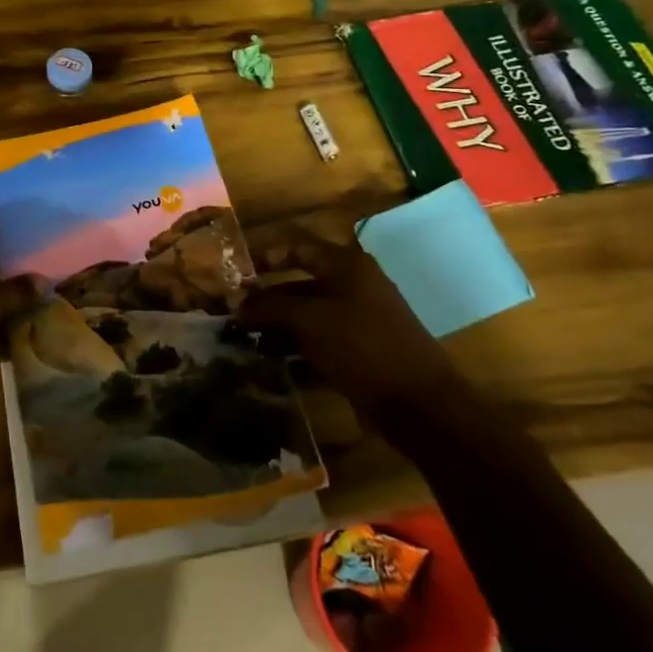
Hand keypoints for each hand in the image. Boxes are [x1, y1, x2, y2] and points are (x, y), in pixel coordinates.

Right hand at [239, 222, 455, 409]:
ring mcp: (357, 320)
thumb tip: (238, 302)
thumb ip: (271, 306)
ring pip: (307, 314)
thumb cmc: (363, 346)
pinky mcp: (358, 351)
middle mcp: (353, 286)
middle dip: (266, 296)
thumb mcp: (311, 320)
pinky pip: (318, 340)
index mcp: (346, 266)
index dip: (264, 255)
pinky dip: (294, 347)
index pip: (297, 247)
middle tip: (233, 311)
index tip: (235, 273)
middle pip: (299, 282)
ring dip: (276, 324)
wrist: (420, 404)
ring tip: (243, 338)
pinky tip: (269, 360)